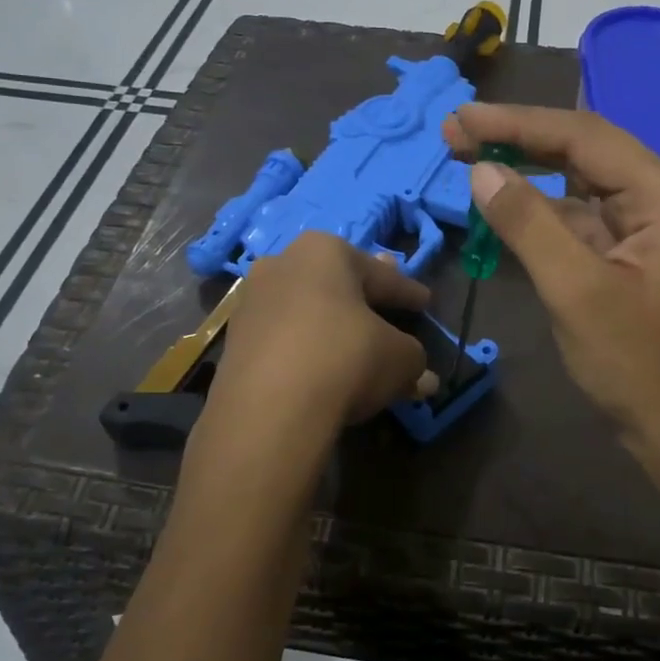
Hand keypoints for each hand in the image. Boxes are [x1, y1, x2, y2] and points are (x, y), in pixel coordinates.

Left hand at [208, 233, 437, 435]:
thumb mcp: (400, 359)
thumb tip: (424, 377)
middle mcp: (283, 264)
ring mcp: (252, 302)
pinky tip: (321, 367)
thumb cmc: (346, 359)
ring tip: (353, 340)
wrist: (270, 409)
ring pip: (306, 309)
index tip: (425, 302)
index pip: (381, 275)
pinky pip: (283, 339)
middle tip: (386, 303)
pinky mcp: (234, 342)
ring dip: (330, 324)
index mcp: (326, 251)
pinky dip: (305, 349)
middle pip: (336, 283)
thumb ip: (414, 359)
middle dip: (363, 296)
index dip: (407, 292)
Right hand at [443, 104, 659, 468]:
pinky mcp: (630, 251)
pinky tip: (504, 202)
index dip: (518, 124)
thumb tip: (481, 170)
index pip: (584, 137)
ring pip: (580, 180)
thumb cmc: (636, 365)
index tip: (460, 119)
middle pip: (584, 149)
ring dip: (527, 169)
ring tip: (469, 155)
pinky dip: (541, 209)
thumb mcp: (576, 291)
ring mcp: (648, 225)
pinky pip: (581, 215)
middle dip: (519, 138)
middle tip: (456, 131)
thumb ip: (528, 224)